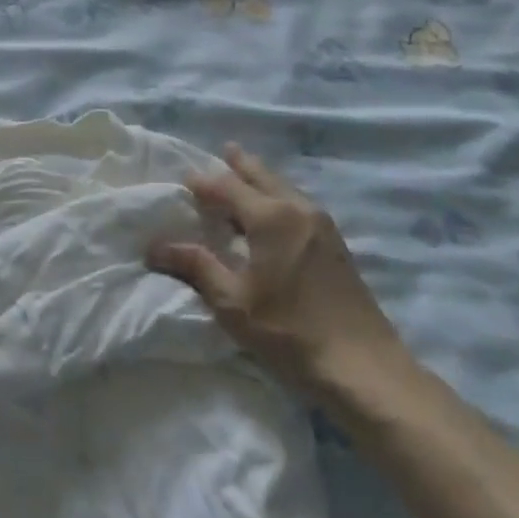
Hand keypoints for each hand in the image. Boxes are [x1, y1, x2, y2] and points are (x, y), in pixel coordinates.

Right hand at [147, 144, 420, 407]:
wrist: (362, 367)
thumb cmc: (289, 332)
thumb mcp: (233, 302)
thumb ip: (196, 266)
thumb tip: (156, 246)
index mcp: (271, 216)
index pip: (227, 187)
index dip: (203, 182)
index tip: (183, 180)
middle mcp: (298, 208)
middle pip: (263, 176)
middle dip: (240, 165)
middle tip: (224, 150)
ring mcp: (323, 224)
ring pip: (284, 188)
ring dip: (262, 180)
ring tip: (245, 177)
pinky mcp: (336, 243)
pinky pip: (299, 204)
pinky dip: (279, 197)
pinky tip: (274, 213)